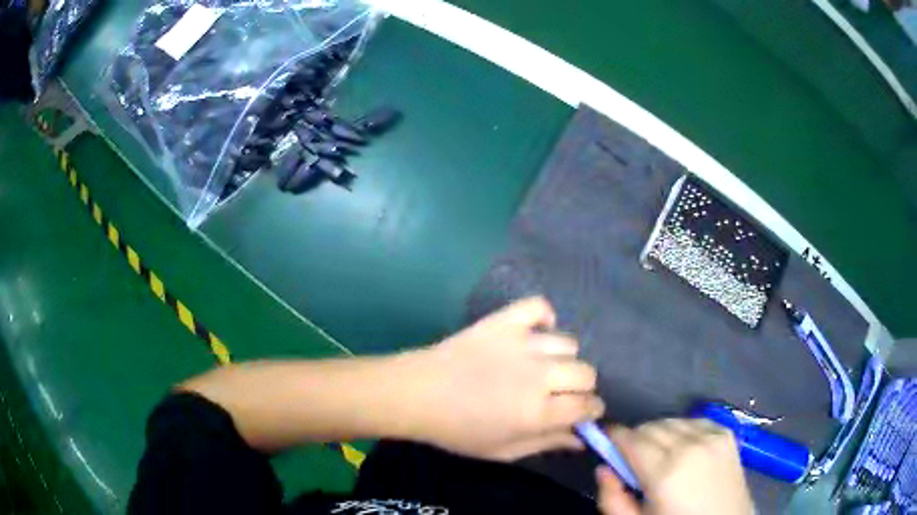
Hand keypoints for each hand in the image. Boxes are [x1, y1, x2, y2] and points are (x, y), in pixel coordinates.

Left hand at [408, 297, 603, 460]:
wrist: (417, 394)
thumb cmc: (458, 431)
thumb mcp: (503, 451)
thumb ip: (546, 444)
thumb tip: (581, 440)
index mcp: (538, 412)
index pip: (587, 406)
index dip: (593, 410)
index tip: (587, 412)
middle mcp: (538, 375)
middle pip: (586, 372)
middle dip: (582, 386)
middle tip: (563, 393)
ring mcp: (522, 343)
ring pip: (568, 343)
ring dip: (563, 359)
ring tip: (543, 366)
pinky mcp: (504, 321)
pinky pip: (538, 306)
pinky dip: (543, 317)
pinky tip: (534, 333)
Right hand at [596, 419, 753, 514]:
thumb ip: (611, 497)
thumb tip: (602, 468)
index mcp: (665, 471)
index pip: (630, 438)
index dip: (613, 436)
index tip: (605, 439)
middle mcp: (689, 445)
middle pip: (650, 426)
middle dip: (636, 438)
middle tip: (633, 459)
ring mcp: (712, 436)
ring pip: (671, 420)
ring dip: (659, 433)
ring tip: (660, 456)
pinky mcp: (726, 433)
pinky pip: (694, 420)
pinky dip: (682, 430)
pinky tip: (684, 449)